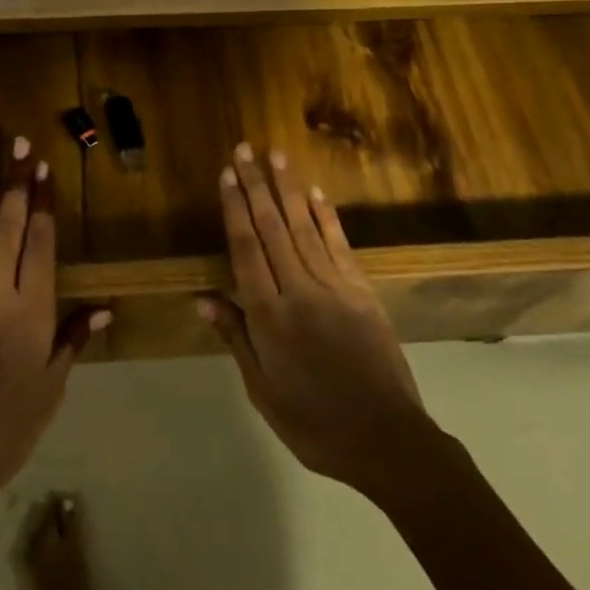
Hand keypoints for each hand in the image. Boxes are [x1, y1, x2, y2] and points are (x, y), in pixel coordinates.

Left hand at [0, 138, 107, 506]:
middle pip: (8, 224)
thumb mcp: (52, 386)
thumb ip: (75, 338)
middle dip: (15, 180)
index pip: (41, 241)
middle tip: (18, 142)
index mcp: (34, 308)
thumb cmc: (8, 425)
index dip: (43, 202)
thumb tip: (107, 307)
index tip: (44, 168)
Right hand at [200, 143, 437, 497]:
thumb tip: (203, 299)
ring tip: (274, 156)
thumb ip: (236, 338)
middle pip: (272, 228)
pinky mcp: (362, 290)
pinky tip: (315, 192)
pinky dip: (326, 215)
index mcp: (269, 317)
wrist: (386, 439)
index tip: (227, 175)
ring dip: (288, 189)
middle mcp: (299, 291)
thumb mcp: (262, 390)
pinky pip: (339, 245)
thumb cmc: (313, 423)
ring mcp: (334, 287)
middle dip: (256, 186)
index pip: (246, 250)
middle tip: (244, 149)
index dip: (235, 209)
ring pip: (304, 227)